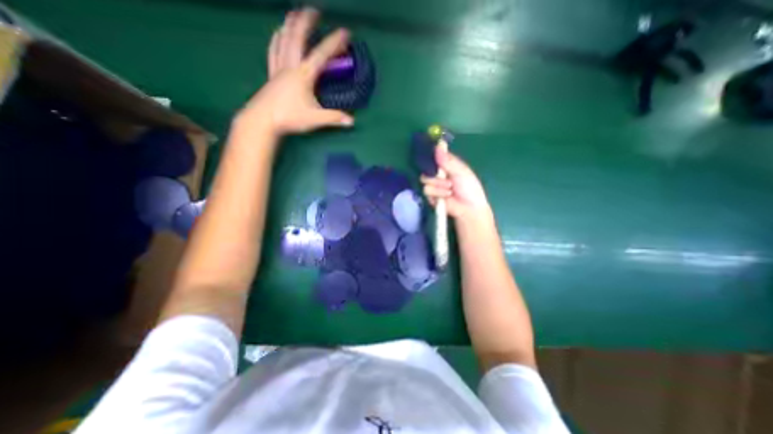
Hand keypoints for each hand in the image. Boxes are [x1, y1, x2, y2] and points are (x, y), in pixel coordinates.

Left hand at [238, 9, 353, 136]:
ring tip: (294, 14)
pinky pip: (273, 52)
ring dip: (290, 26)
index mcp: (304, 75)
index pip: (321, 55)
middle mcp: (290, 66)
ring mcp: (279, 69)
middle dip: (306, 22)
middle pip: (298, 38)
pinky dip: (276, 40)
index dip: (334, 43)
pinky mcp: (271, 75)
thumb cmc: (289, 117)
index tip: (345, 32)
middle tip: (313, 10)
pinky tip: (277, 34)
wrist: (262, 121)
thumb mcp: (315, 119)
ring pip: (283, 41)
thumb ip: (334, 118)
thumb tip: (351, 121)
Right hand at [420, 148, 491, 223]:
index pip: (435, 157)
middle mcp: (437, 174)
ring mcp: (433, 185)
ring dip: (439, 185)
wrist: (469, 208)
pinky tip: (447, 196)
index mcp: (446, 166)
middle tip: (449, 180)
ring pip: (425, 180)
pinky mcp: (430, 196)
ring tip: (450, 190)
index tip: (435, 157)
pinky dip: (437, 193)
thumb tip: (438, 145)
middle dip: (437, 175)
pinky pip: (426, 190)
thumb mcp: (461, 171)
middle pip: (426, 168)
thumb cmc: (469, 188)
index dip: (433, 156)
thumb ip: (448, 160)